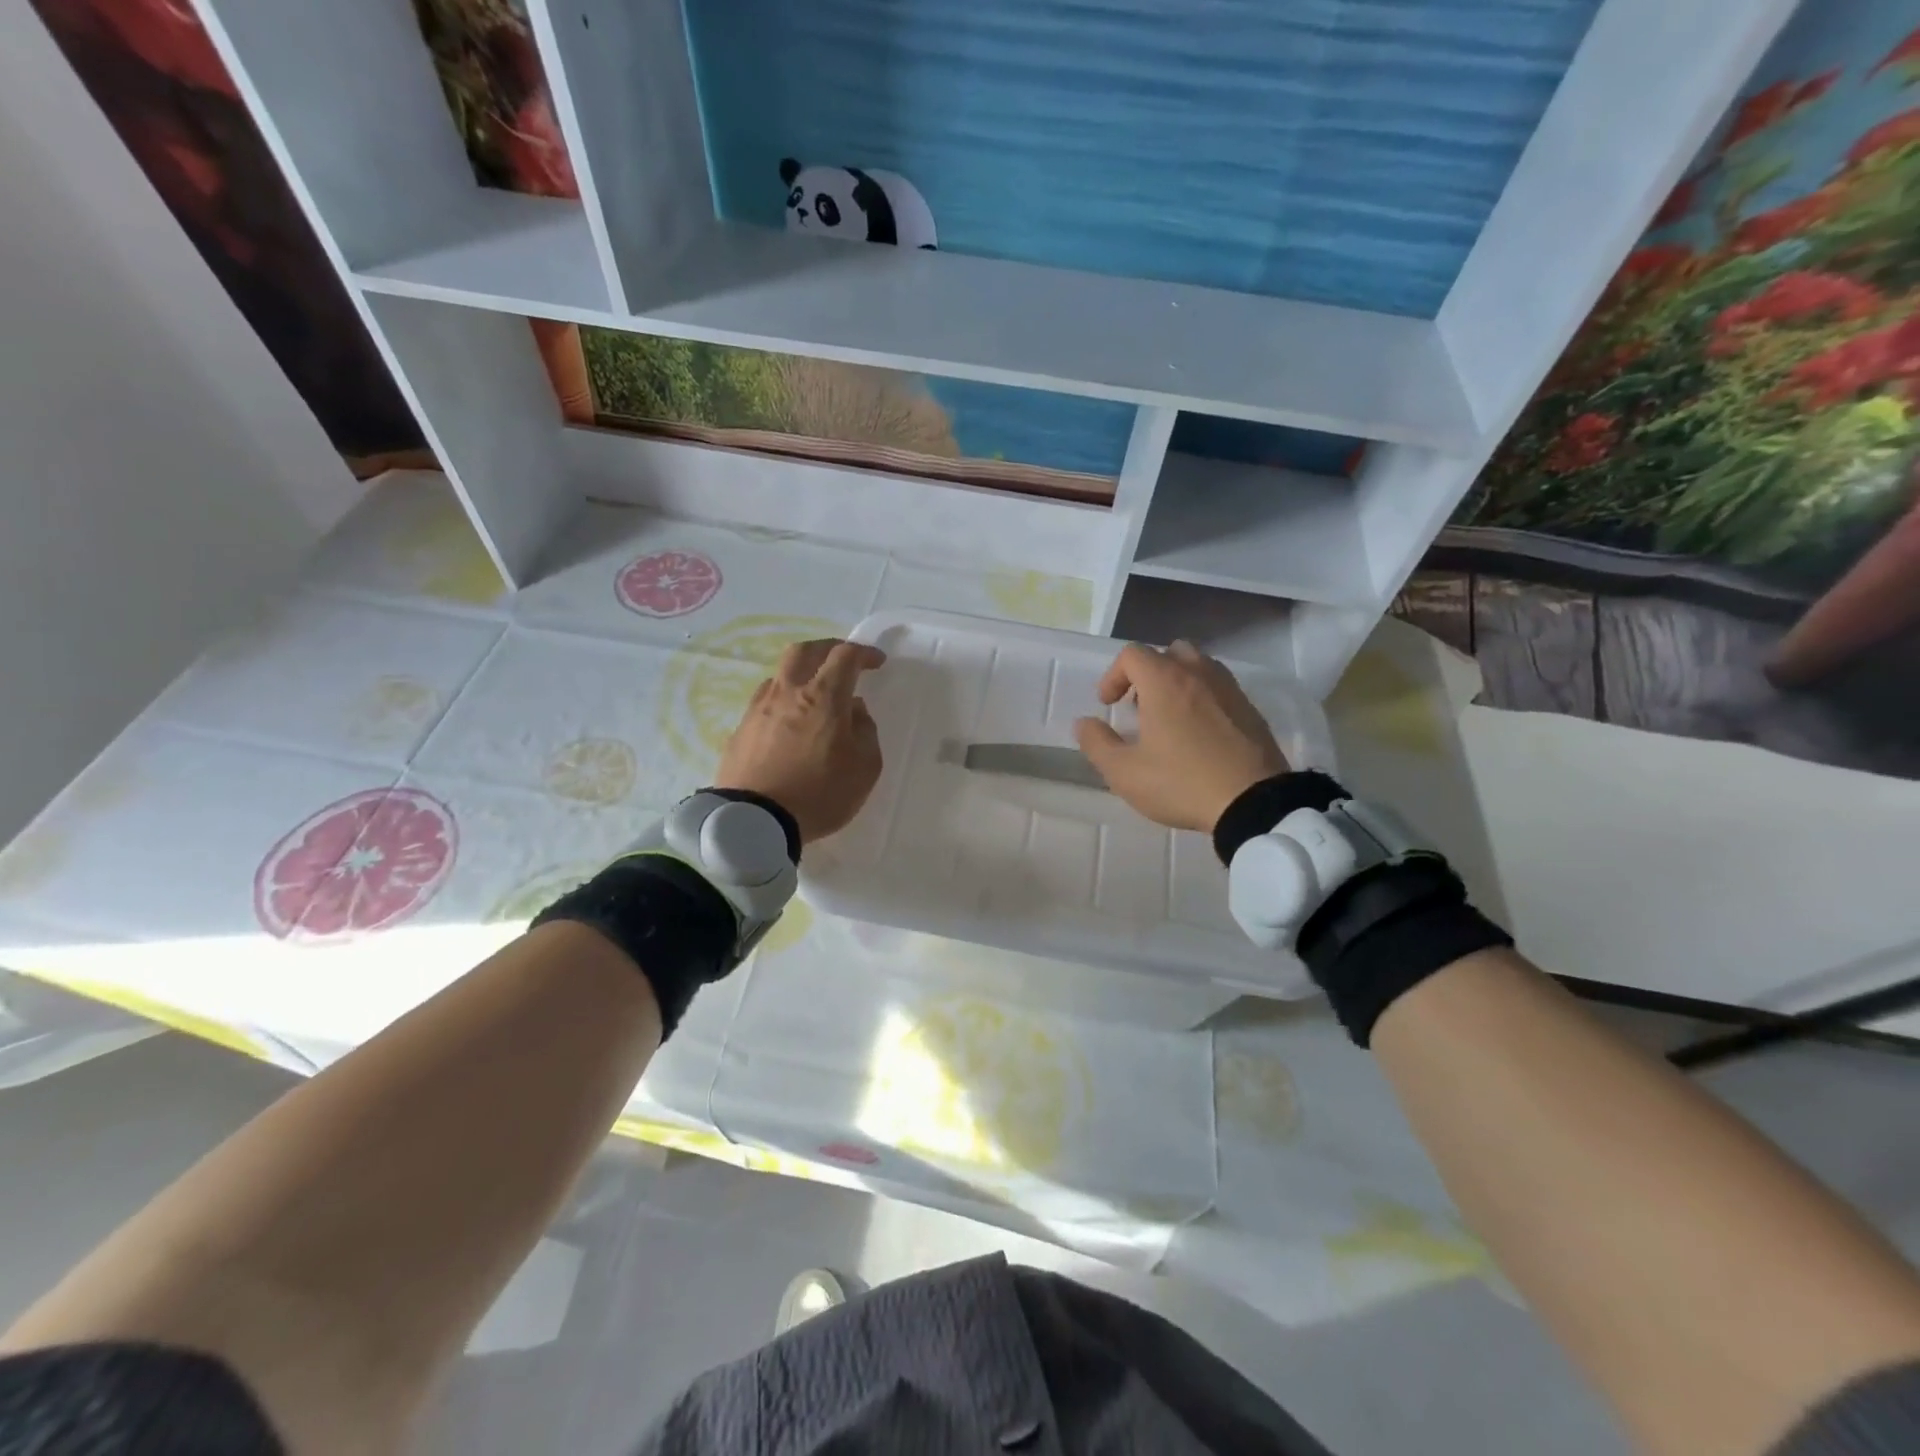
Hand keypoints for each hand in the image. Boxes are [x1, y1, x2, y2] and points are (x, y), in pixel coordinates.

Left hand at [716, 639, 886, 843]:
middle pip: (805, 650)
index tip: (876, 662)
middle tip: (842, 661)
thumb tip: (855, 711)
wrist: (754, 821)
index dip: (863, 652)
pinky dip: (783, 700)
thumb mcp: (865, 768)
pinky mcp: (741, 730)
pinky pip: (765, 701)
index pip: (845, 656)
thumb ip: (866, 732)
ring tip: (814, 695)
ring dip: (802, 674)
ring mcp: (759, 709)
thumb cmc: (820, 793)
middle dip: (827, 648)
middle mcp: (788, 692)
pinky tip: (790, 721)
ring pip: (781, 674)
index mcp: (824, 697)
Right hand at [1074, 640, 1288, 831]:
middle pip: (1168, 652)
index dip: (1113, 676)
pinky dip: (1203, 697)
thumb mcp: (1125, 773)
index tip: (1108, 705)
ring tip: (1169, 718)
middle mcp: (1198, 674)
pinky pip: (1220, 688)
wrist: (1254, 802)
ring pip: (1198, 666)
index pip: (1132, 655)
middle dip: (1148, 674)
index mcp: (1164, 682)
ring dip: (1177, 682)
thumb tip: (1084, 723)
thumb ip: (1097, 744)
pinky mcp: (1250, 709)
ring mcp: (1229, 689)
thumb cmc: (1181, 783)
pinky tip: (1199, 734)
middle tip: (1140, 707)